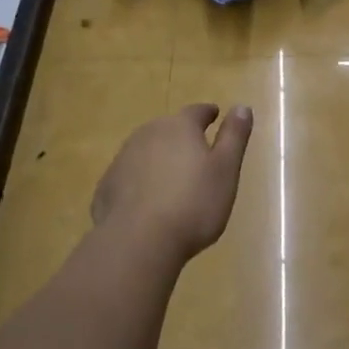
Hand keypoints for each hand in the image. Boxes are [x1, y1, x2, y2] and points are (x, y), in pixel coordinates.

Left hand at [90, 104, 253, 260]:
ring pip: (146, 152)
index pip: (196, 112)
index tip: (214, 115)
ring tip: (172, 180)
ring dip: (160, 159)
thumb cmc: (193, 204)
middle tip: (196, 153)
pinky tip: (148, 203)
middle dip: (182, 137)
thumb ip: (234, 136)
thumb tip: (242, 107)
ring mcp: (123, 159)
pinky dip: (141, 183)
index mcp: (179, 127)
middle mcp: (148, 135)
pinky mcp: (106, 186)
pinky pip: (130, 177)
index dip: (207, 113)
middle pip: (168, 129)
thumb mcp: (225, 169)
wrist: (137, 241)